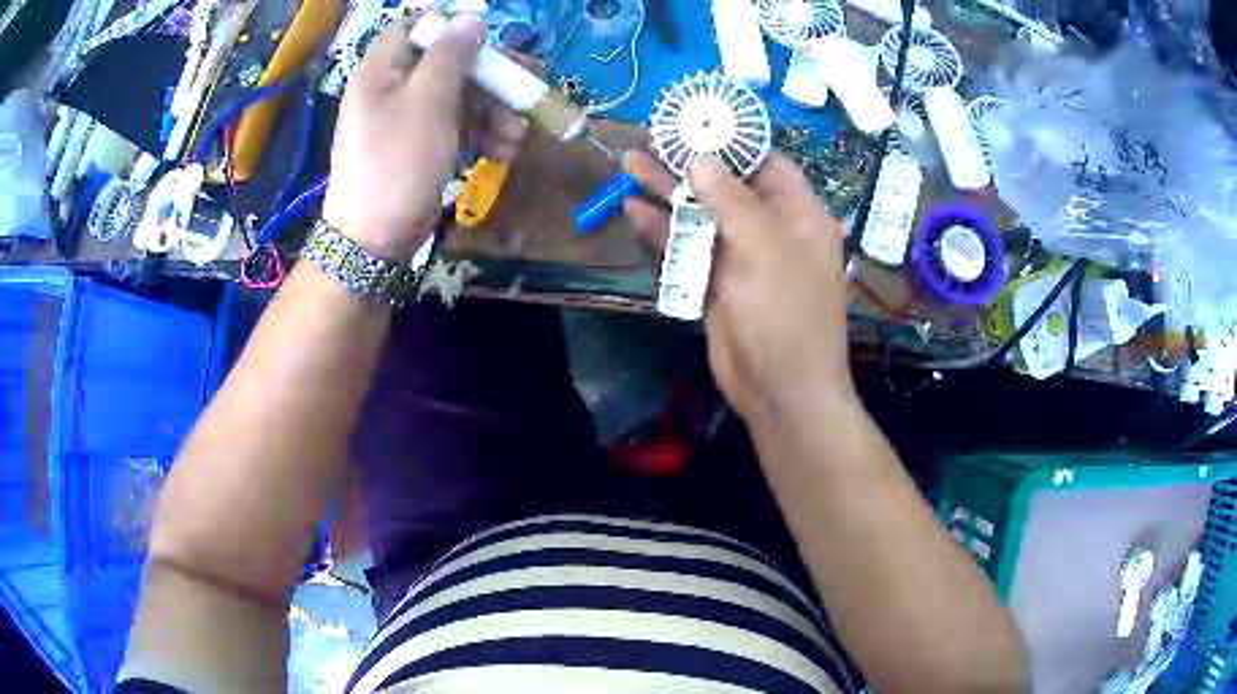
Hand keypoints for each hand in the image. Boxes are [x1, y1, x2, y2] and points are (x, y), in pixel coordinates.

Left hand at [322, 15, 526, 258]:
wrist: (374, 243)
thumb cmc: (397, 165)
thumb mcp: (427, 103)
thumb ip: (451, 55)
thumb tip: (472, 18)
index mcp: (382, 70)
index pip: (415, 28)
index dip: (451, 28)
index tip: (487, 42)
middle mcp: (392, 88)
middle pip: (448, 64)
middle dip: (491, 80)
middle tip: (527, 92)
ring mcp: (407, 120)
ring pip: (460, 97)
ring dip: (494, 113)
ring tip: (517, 141)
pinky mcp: (421, 147)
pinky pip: (456, 126)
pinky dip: (481, 135)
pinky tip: (503, 154)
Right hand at [624, 151, 855, 424]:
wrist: (779, 389)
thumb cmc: (786, 314)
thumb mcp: (764, 248)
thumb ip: (731, 200)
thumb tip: (701, 159)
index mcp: (798, 214)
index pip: (765, 162)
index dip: (730, 140)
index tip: (693, 120)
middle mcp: (770, 228)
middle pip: (725, 184)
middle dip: (688, 161)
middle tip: (648, 137)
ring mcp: (740, 256)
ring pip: (701, 213)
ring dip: (666, 191)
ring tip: (629, 162)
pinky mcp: (715, 281)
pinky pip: (687, 246)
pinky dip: (662, 229)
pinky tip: (633, 208)